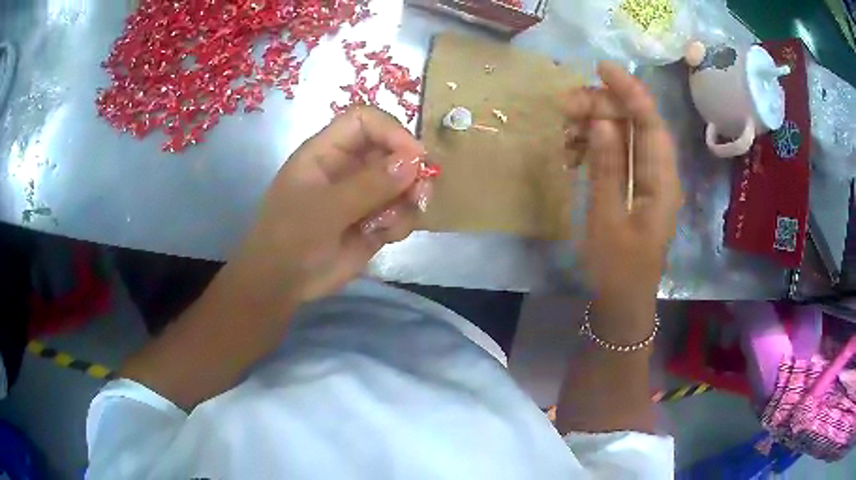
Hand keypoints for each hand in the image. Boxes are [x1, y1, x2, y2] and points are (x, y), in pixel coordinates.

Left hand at [208, 106, 430, 320]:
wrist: (282, 284)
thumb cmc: (290, 237)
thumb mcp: (324, 209)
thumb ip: (369, 185)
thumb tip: (414, 162)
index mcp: (326, 151)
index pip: (365, 121)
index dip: (391, 131)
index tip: (415, 157)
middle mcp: (348, 167)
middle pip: (391, 149)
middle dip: (410, 170)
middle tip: (420, 194)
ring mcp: (363, 194)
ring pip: (403, 182)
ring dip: (409, 200)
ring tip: (393, 224)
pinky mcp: (374, 220)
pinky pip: (402, 211)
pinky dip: (402, 222)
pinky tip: (385, 237)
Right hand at [563, 62, 680, 336]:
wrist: (623, 301)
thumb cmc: (617, 268)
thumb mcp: (607, 219)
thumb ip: (606, 168)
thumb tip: (602, 121)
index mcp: (661, 181)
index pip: (650, 122)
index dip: (629, 90)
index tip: (601, 68)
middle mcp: (658, 172)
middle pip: (635, 123)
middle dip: (602, 106)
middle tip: (565, 106)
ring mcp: (645, 178)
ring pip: (623, 134)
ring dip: (595, 124)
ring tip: (565, 128)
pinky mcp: (632, 185)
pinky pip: (615, 152)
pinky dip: (595, 145)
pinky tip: (573, 150)